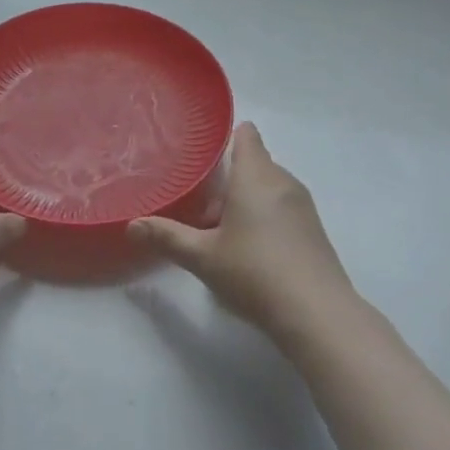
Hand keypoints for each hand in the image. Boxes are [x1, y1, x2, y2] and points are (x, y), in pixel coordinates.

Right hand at [128, 123, 353, 340]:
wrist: (317, 314)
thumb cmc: (255, 272)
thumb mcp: (203, 257)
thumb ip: (167, 237)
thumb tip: (131, 225)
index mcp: (255, 176)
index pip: (247, 135)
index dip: (228, 137)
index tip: (205, 153)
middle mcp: (282, 181)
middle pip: (254, 163)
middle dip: (230, 178)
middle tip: (201, 203)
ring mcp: (303, 206)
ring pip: (269, 188)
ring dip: (247, 200)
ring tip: (221, 229)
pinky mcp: (314, 230)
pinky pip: (284, 208)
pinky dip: (266, 218)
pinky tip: (251, 250)